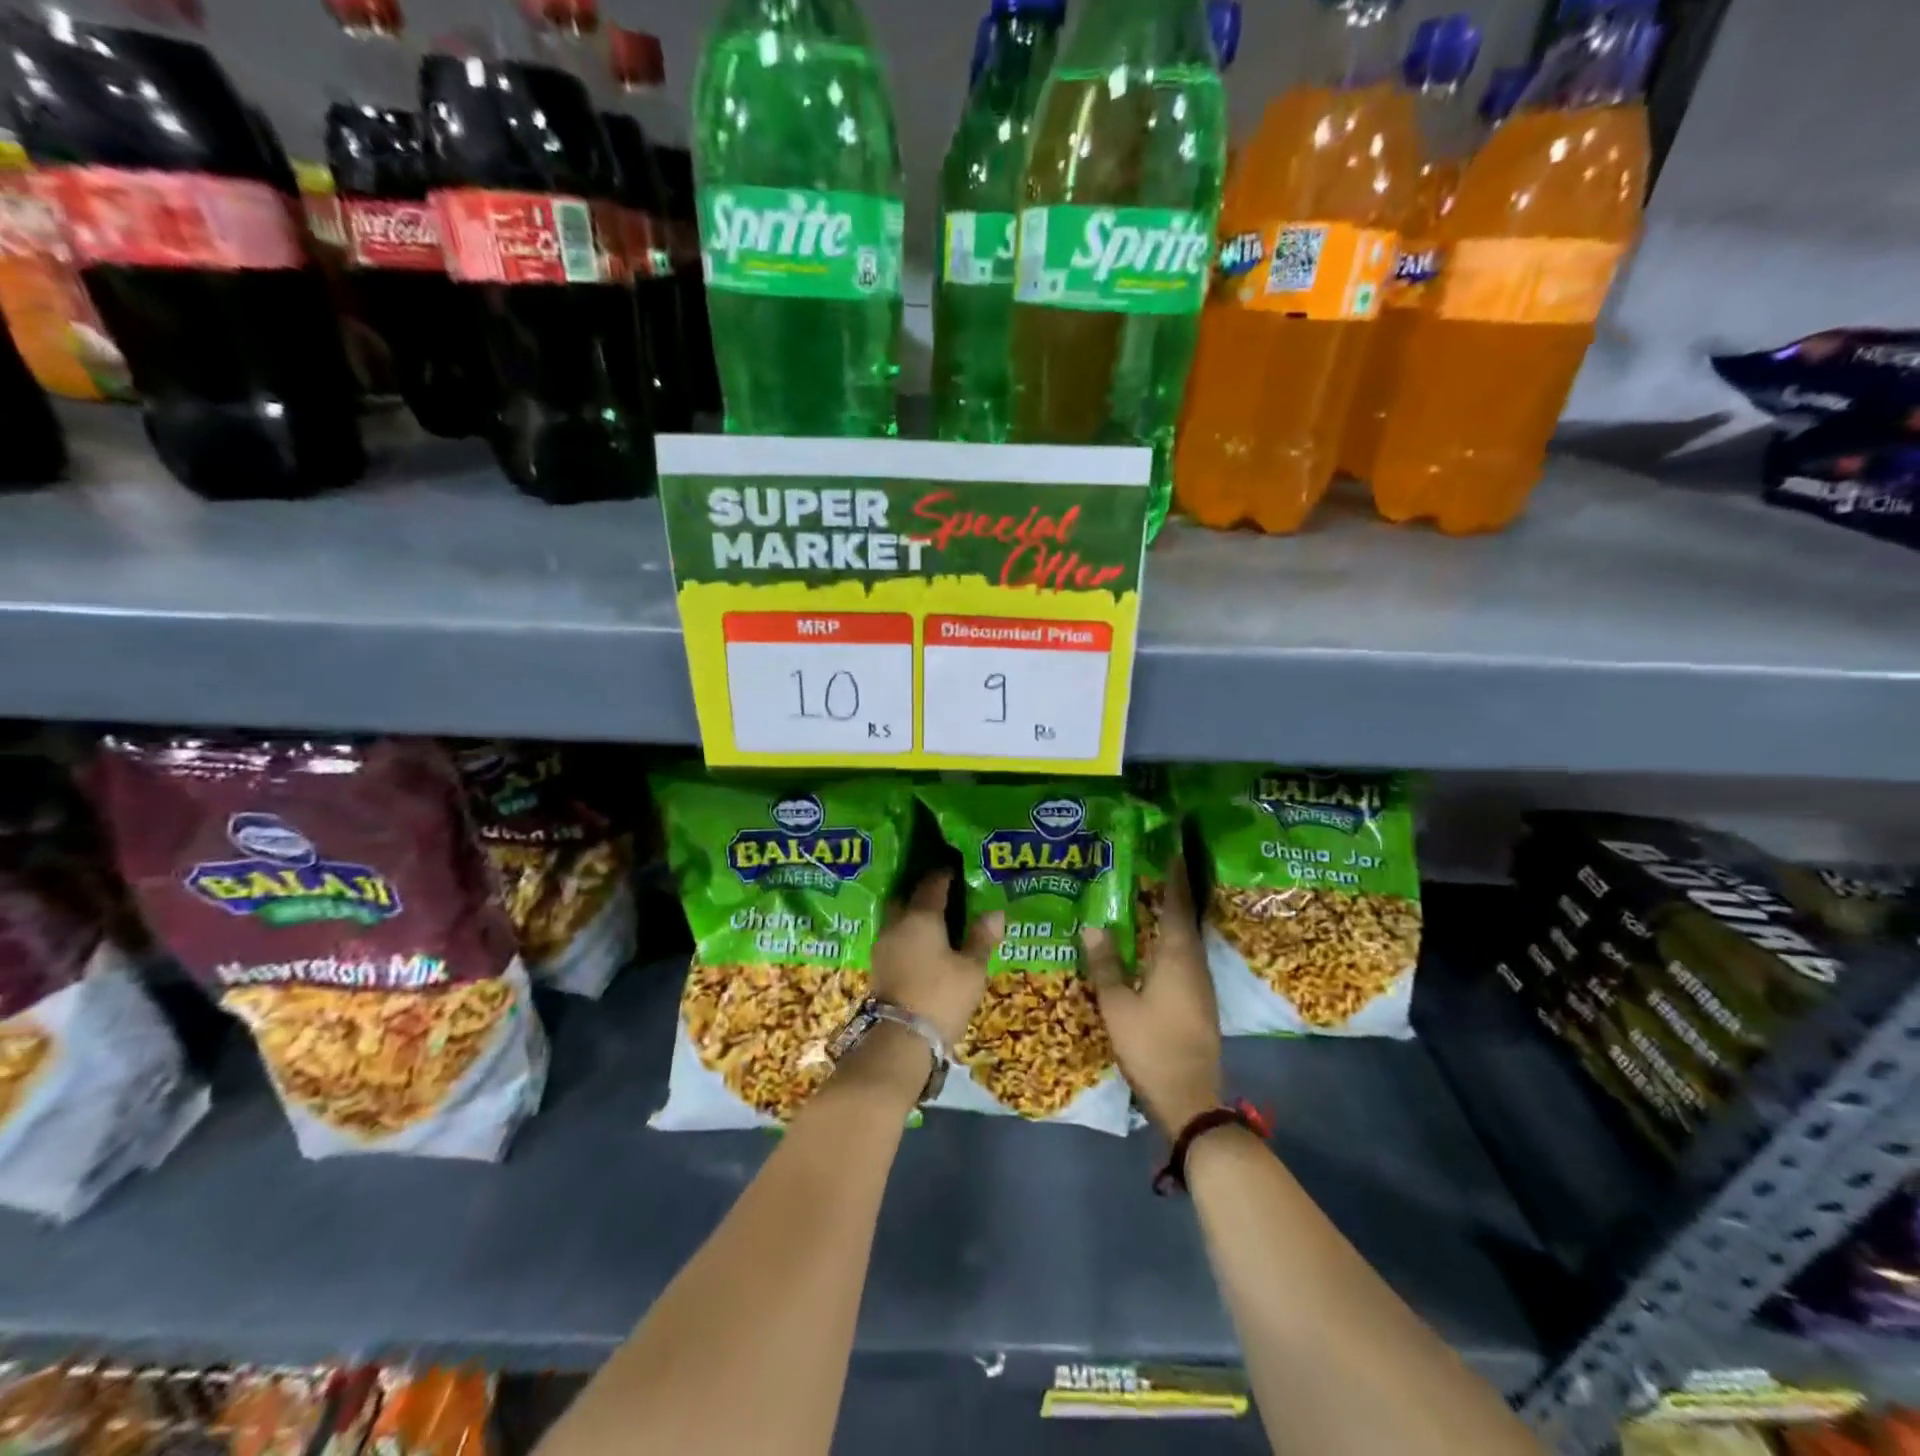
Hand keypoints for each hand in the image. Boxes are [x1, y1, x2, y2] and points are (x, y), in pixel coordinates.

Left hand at [871, 870, 1000, 1047]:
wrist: (899, 1040)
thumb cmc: (941, 997)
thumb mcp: (972, 969)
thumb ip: (982, 938)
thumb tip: (995, 912)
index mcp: (921, 916)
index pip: (933, 884)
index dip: (947, 874)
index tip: (958, 869)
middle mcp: (897, 923)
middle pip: (908, 896)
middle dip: (924, 891)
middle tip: (946, 893)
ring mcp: (883, 945)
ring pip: (898, 917)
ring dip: (914, 913)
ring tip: (937, 919)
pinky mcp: (878, 965)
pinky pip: (895, 937)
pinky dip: (908, 934)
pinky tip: (923, 944)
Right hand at [1082, 858, 1221, 1138]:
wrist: (1190, 1098)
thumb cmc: (1151, 1046)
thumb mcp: (1117, 1005)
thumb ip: (1105, 963)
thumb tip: (1093, 924)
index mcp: (1178, 956)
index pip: (1177, 904)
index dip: (1174, 875)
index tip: (1169, 849)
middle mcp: (1194, 963)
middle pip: (1184, 917)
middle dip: (1169, 891)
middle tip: (1146, 867)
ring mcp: (1200, 984)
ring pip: (1184, 938)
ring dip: (1169, 916)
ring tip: (1144, 898)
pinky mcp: (1199, 1000)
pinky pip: (1183, 957)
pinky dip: (1169, 940)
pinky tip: (1151, 944)